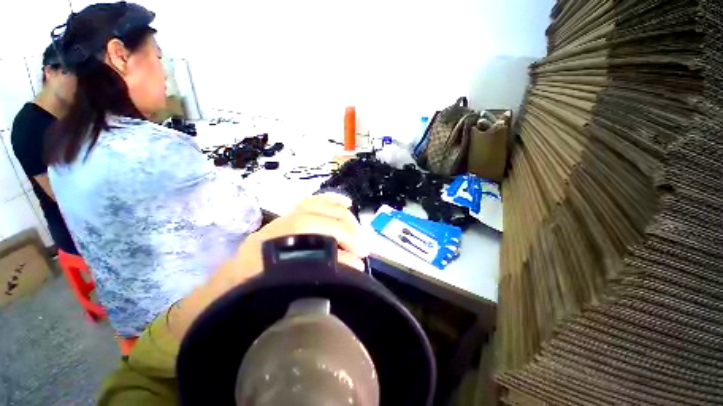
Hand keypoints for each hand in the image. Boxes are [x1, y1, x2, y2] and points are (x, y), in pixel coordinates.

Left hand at [168, 194, 368, 338]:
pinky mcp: (288, 217)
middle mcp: (277, 227)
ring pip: (316, 206)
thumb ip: (319, 276)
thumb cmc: (254, 294)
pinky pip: (311, 202)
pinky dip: (330, 200)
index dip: (340, 244)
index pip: (312, 235)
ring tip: (358, 227)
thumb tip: (354, 264)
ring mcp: (283, 219)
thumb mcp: (283, 292)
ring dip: (341, 214)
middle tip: (363, 246)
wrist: (229, 286)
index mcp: (271, 246)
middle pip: (316, 217)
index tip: (359, 260)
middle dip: (345, 229)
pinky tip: (344, 203)